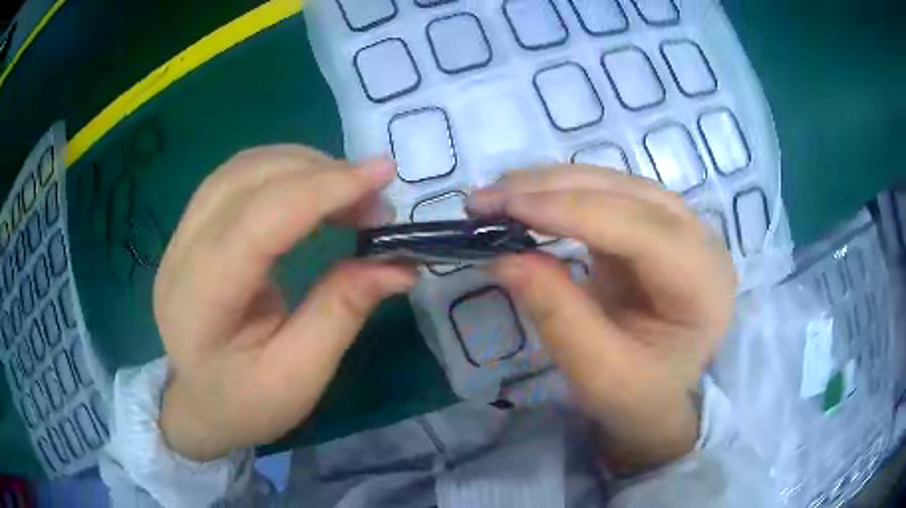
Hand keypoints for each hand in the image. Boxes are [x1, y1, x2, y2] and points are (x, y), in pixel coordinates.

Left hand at [154, 146, 415, 461]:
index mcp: (200, 301)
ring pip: (241, 168)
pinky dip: (283, 170)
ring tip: (348, 192)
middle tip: (375, 199)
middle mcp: (180, 254)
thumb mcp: (300, 376)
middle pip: (247, 180)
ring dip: (302, 165)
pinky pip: (237, 176)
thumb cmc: (246, 404)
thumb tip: (399, 263)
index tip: (384, 175)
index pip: (259, 222)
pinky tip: (311, 188)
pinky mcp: (191, 228)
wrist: (199, 405)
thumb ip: (341, 311)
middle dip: (320, 173)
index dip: (323, 190)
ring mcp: (180, 235)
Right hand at [469, 166, 735, 475]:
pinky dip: (562, 194)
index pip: (639, 228)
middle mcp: (700, 240)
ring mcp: (679, 226)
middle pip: (626, 193)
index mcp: (703, 282)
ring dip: (552, 184)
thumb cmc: (640, 396)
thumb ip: (558, 316)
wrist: (663, 396)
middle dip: (552, 189)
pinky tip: (528, 201)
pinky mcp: (653, 225)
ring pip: (614, 182)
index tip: (504, 208)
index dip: (570, 211)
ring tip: (498, 196)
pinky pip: (607, 194)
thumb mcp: (599, 374)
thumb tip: (504, 258)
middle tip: (485, 200)